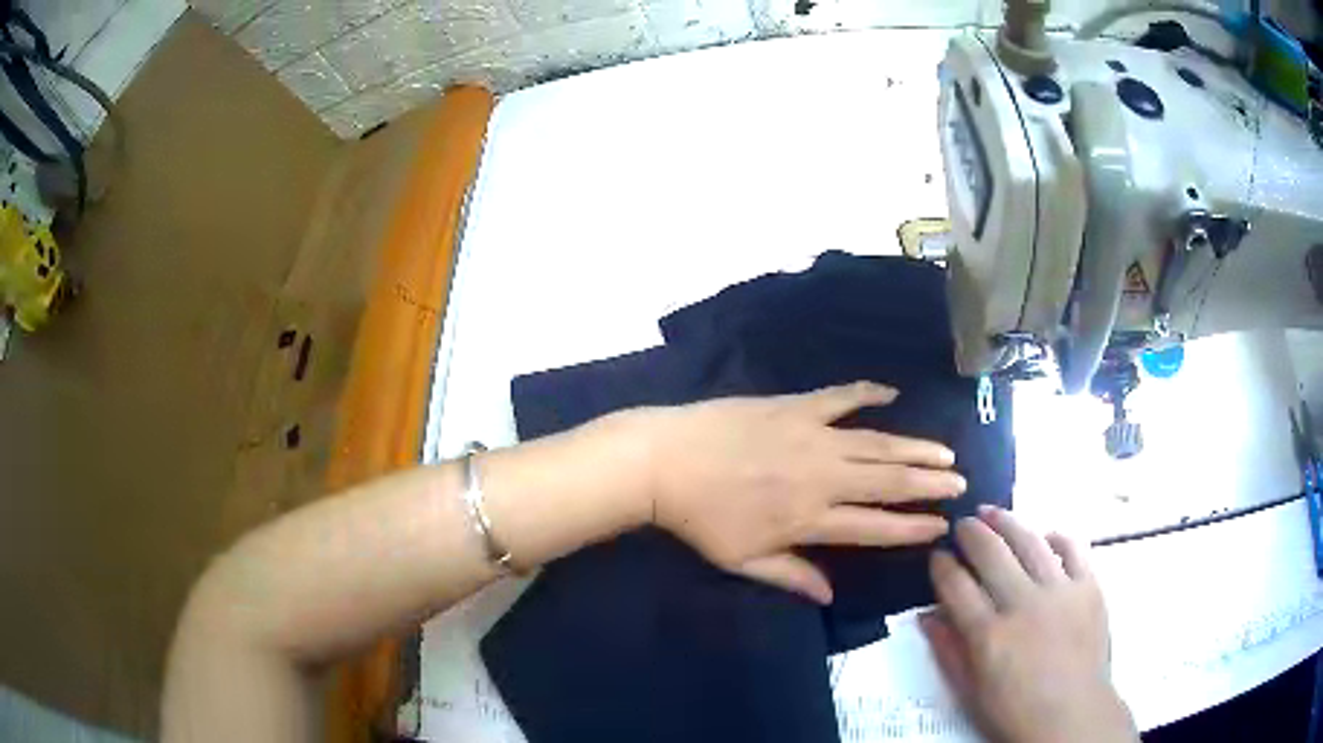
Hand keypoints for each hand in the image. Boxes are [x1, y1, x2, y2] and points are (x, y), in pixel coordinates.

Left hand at [639, 381, 965, 603]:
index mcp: (811, 519)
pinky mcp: (796, 407)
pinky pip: (841, 397)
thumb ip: (791, 577)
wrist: (666, 461)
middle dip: (929, 484)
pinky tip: (892, 393)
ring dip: (914, 447)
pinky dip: (868, 393)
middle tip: (960, 483)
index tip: (942, 525)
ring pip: (878, 442)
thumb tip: (829, 596)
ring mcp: (813, 436)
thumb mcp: (743, 561)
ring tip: (944, 452)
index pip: (875, 527)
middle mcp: (824, 477)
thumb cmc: (700, 519)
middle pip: (888, 482)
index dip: (912, 527)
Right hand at [921, 507, 1136, 742]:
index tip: (936, 556)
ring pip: (1030, 541)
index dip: (941, 566)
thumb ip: (948, 652)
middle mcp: (1023, 605)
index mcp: (988, 637)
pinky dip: (1055, 536)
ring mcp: (1060, 591)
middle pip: (991, 553)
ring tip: (992, 512)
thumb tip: (927, 616)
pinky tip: (1044, 535)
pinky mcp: (1089, 586)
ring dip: (1007, 522)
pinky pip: (1072, 547)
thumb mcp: (970, 693)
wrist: (1072, 716)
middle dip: (971, 533)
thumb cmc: (1015, 712)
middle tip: (962, 524)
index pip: (956, 586)